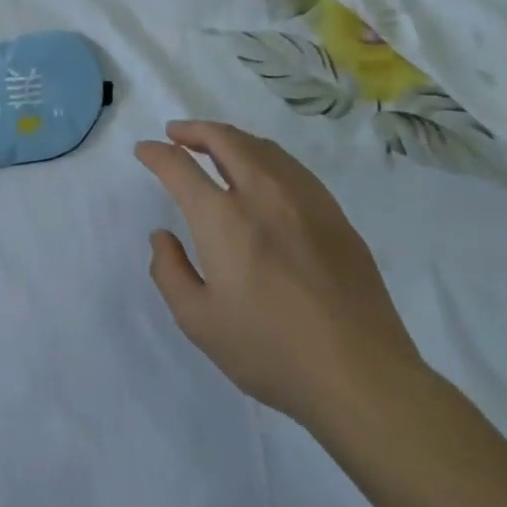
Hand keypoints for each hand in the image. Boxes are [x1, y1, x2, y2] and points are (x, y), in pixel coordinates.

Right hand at [136, 120, 424, 436]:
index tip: (144, 150)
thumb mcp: (199, 322)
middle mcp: (262, 194)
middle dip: (194, 130)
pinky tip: (262, 173)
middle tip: (177, 134)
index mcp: (223, 218)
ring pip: (261, 147)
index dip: (156, 153)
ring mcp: (304, 199)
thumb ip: (169, 272)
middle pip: (224, 139)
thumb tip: (162, 236)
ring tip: (215, 147)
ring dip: (230, 139)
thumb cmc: (271, 351)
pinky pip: (291, 166)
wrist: (362, 376)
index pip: (180, 167)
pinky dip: (264, 155)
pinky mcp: (334, 214)